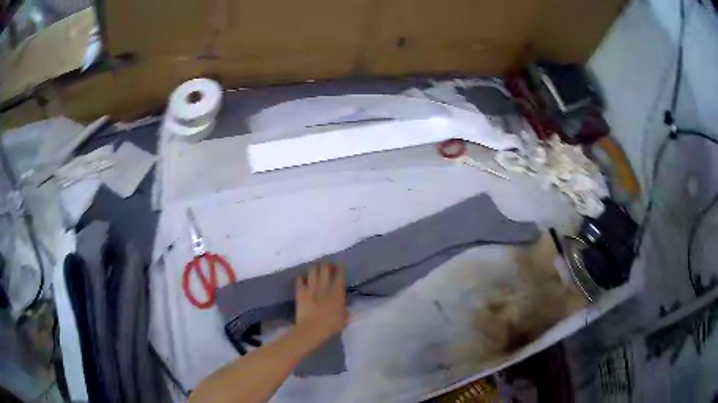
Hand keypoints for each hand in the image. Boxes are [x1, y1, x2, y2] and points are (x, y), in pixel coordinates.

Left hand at [294, 263, 348, 343]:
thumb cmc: (330, 326)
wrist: (312, 329)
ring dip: (314, 268)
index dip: (340, 267)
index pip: (339, 274)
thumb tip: (345, 308)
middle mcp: (324, 286)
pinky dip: (302, 279)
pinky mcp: (300, 292)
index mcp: (337, 292)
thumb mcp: (343, 320)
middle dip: (326, 265)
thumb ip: (344, 312)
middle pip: (325, 268)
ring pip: (312, 270)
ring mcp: (311, 288)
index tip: (339, 264)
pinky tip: (303, 280)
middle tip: (327, 266)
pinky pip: (299, 280)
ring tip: (315, 270)